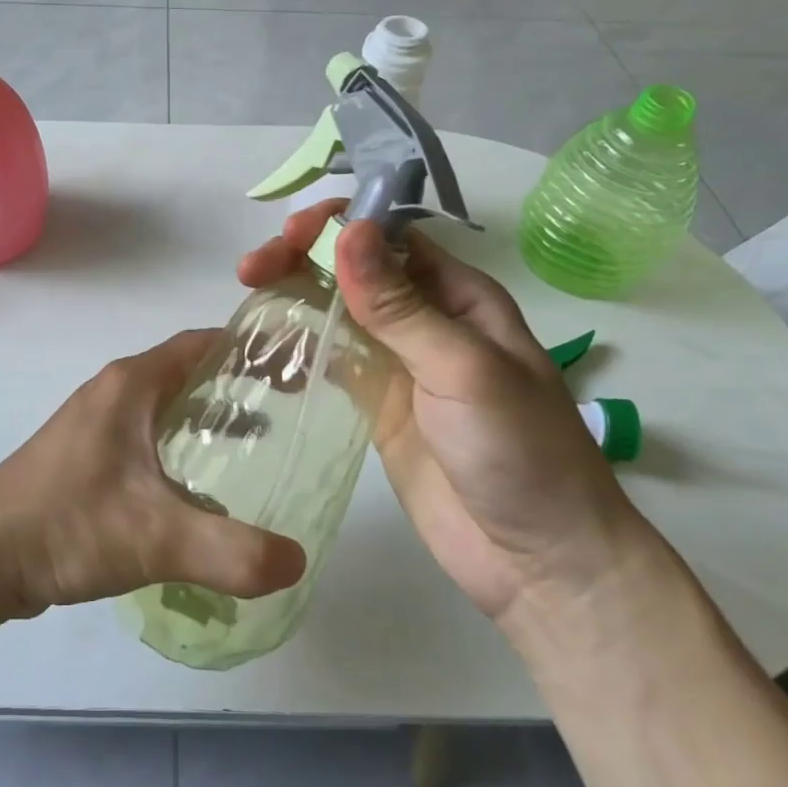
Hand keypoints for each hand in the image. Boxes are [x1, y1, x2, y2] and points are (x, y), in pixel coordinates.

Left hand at [0, 331, 308, 622]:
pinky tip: (200, 488)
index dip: (249, 350)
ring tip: (256, 449)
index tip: (294, 368)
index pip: (202, 343)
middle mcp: (113, 392)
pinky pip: (146, 436)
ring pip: (164, 407)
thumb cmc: (68, 524)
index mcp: (130, 384)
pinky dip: (179, 446)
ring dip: (207, 419)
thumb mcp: (157, 537)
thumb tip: (297, 561)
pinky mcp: (85, 456)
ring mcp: (95, 423)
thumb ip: (232, 551)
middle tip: (288, 413)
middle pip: (187, 373)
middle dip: (236, 387)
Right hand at [239, 202, 645, 623]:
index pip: (390, 235)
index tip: (292, 235)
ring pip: (335, 308)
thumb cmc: (520, 452)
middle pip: (353, 267)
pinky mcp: (374, 403)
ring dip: (294, 292)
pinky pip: (329, 359)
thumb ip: (399, 306)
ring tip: (248, 293)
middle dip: (303, 256)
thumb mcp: (462, 369)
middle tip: (253, 269)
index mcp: (458, 295)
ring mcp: (396, 362)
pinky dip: (296, 345)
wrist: (539, 562)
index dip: (339, 224)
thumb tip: (348, 231)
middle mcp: (424, 318)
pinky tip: (263, 347)